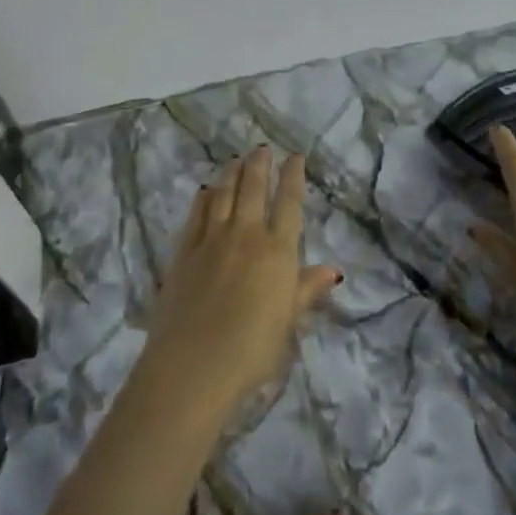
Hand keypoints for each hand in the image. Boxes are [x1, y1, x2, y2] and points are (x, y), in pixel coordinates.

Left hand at [144, 147, 340, 411]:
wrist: (193, 365)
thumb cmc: (251, 351)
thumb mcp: (288, 322)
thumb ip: (306, 289)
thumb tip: (332, 270)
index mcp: (276, 251)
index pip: (288, 203)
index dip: (293, 176)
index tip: (295, 156)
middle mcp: (245, 235)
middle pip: (253, 188)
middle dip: (260, 164)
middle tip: (262, 148)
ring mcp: (210, 240)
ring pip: (223, 194)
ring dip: (232, 173)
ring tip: (236, 159)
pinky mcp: (183, 251)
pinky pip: (196, 214)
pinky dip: (204, 197)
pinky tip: (206, 190)